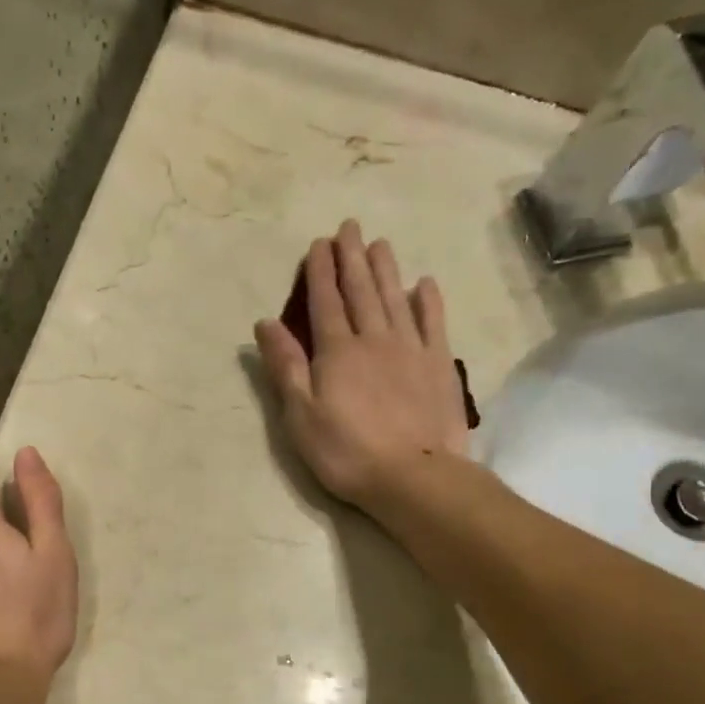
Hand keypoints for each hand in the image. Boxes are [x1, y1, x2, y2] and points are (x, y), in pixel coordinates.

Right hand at [254, 220, 468, 509]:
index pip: (325, 302)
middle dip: (352, 257)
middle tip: (349, 227)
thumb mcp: (300, 415)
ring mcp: (411, 349)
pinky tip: (423, 283)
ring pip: (395, 298)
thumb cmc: (346, 452)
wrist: (413, 476)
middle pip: (361, 291)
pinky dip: (427, 300)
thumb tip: (265, 322)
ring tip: (379, 243)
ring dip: (385, 269)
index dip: (320, 271)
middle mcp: (374, 339)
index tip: (319, 243)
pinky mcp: (439, 365)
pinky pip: (433, 323)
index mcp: (337, 351)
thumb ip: (285, 366)